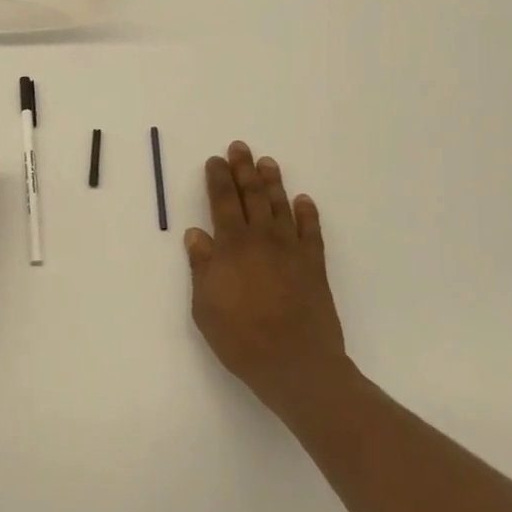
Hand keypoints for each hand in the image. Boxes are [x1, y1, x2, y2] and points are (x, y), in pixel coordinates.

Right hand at [186, 141, 353, 422]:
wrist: (296, 364)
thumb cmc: (241, 338)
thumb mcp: (205, 306)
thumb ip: (201, 267)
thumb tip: (196, 235)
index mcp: (232, 246)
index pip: (222, 202)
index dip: (218, 179)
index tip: (215, 160)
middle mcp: (262, 239)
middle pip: (252, 196)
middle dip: (244, 170)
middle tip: (240, 147)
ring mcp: (291, 251)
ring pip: (281, 207)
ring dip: (273, 183)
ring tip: (268, 163)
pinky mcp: (314, 266)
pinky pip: (311, 232)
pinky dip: (307, 214)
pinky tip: (304, 200)